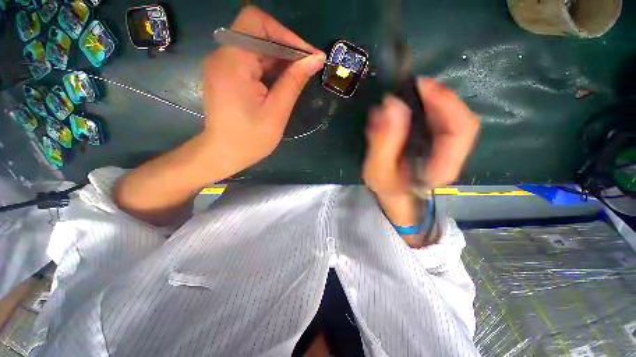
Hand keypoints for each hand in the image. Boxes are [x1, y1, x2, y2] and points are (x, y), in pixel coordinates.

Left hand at [201, 6, 324, 176]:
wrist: (223, 154)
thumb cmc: (250, 139)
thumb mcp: (277, 112)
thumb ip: (294, 82)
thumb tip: (316, 59)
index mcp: (233, 62)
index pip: (256, 22)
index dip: (285, 33)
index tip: (307, 55)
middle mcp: (223, 56)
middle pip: (257, 34)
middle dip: (286, 48)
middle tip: (308, 67)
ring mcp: (223, 65)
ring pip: (256, 48)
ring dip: (279, 59)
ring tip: (299, 76)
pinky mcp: (226, 75)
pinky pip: (251, 61)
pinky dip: (270, 68)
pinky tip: (282, 82)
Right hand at [362, 79, 478, 231]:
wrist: (392, 194)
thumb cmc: (385, 186)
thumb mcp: (378, 169)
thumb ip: (384, 141)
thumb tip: (391, 104)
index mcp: (443, 166)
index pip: (462, 129)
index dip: (446, 103)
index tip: (420, 87)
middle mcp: (452, 154)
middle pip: (458, 117)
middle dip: (437, 97)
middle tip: (410, 86)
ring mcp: (446, 146)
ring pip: (449, 115)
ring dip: (429, 100)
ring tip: (407, 94)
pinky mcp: (437, 141)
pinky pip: (437, 118)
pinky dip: (424, 107)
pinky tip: (407, 106)